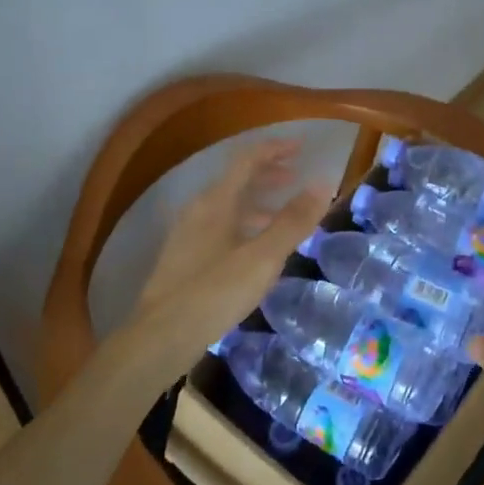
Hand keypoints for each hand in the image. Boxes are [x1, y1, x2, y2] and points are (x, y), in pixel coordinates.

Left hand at [121, 138, 327, 373]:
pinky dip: (244, 225)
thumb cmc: (215, 292)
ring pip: (228, 206)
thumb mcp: (262, 257)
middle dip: (267, 174)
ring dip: (257, 202)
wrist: (161, 337)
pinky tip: (255, 250)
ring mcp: (188, 234)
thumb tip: (322, 183)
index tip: (301, 147)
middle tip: (295, 177)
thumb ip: (293, 220)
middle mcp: (198, 210)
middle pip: (236, 180)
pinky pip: (220, 227)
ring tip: (283, 215)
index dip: (274, 149)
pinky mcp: (184, 258)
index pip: (246, 160)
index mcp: (216, 202)